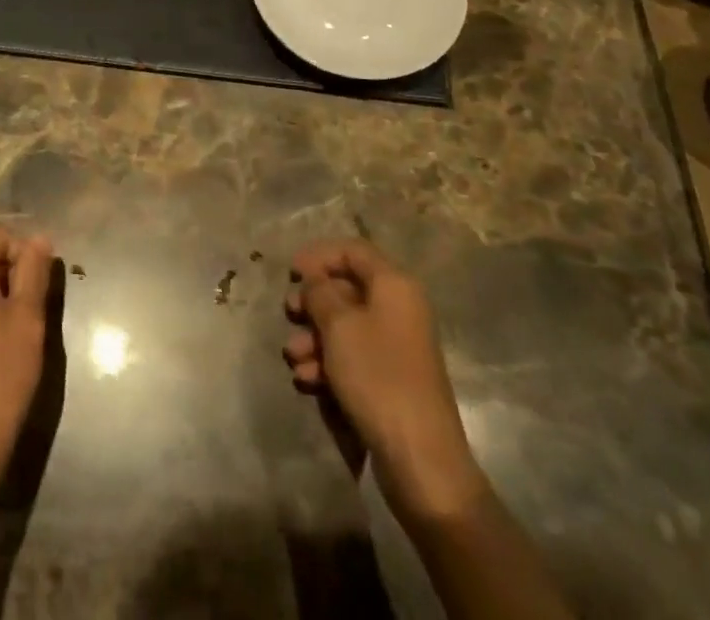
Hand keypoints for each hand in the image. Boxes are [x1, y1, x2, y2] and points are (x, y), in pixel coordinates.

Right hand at [284, 239, 481, 512]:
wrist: (420, 459)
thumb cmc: (377, 376)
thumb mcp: (339, 325)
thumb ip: (320, 291)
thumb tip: (315, 280)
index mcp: (394, 285)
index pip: (353, 250)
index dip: (319, 255)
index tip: (290, 272)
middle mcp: (399, 309)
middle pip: (347, 288)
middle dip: (313, 301)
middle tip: (289, 314)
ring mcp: (396, 346)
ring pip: (345, 326)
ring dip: (314, 338)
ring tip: (294, 359)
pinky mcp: (390, 379)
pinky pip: (353, 357)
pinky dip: (327, 363)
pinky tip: (308, 381)